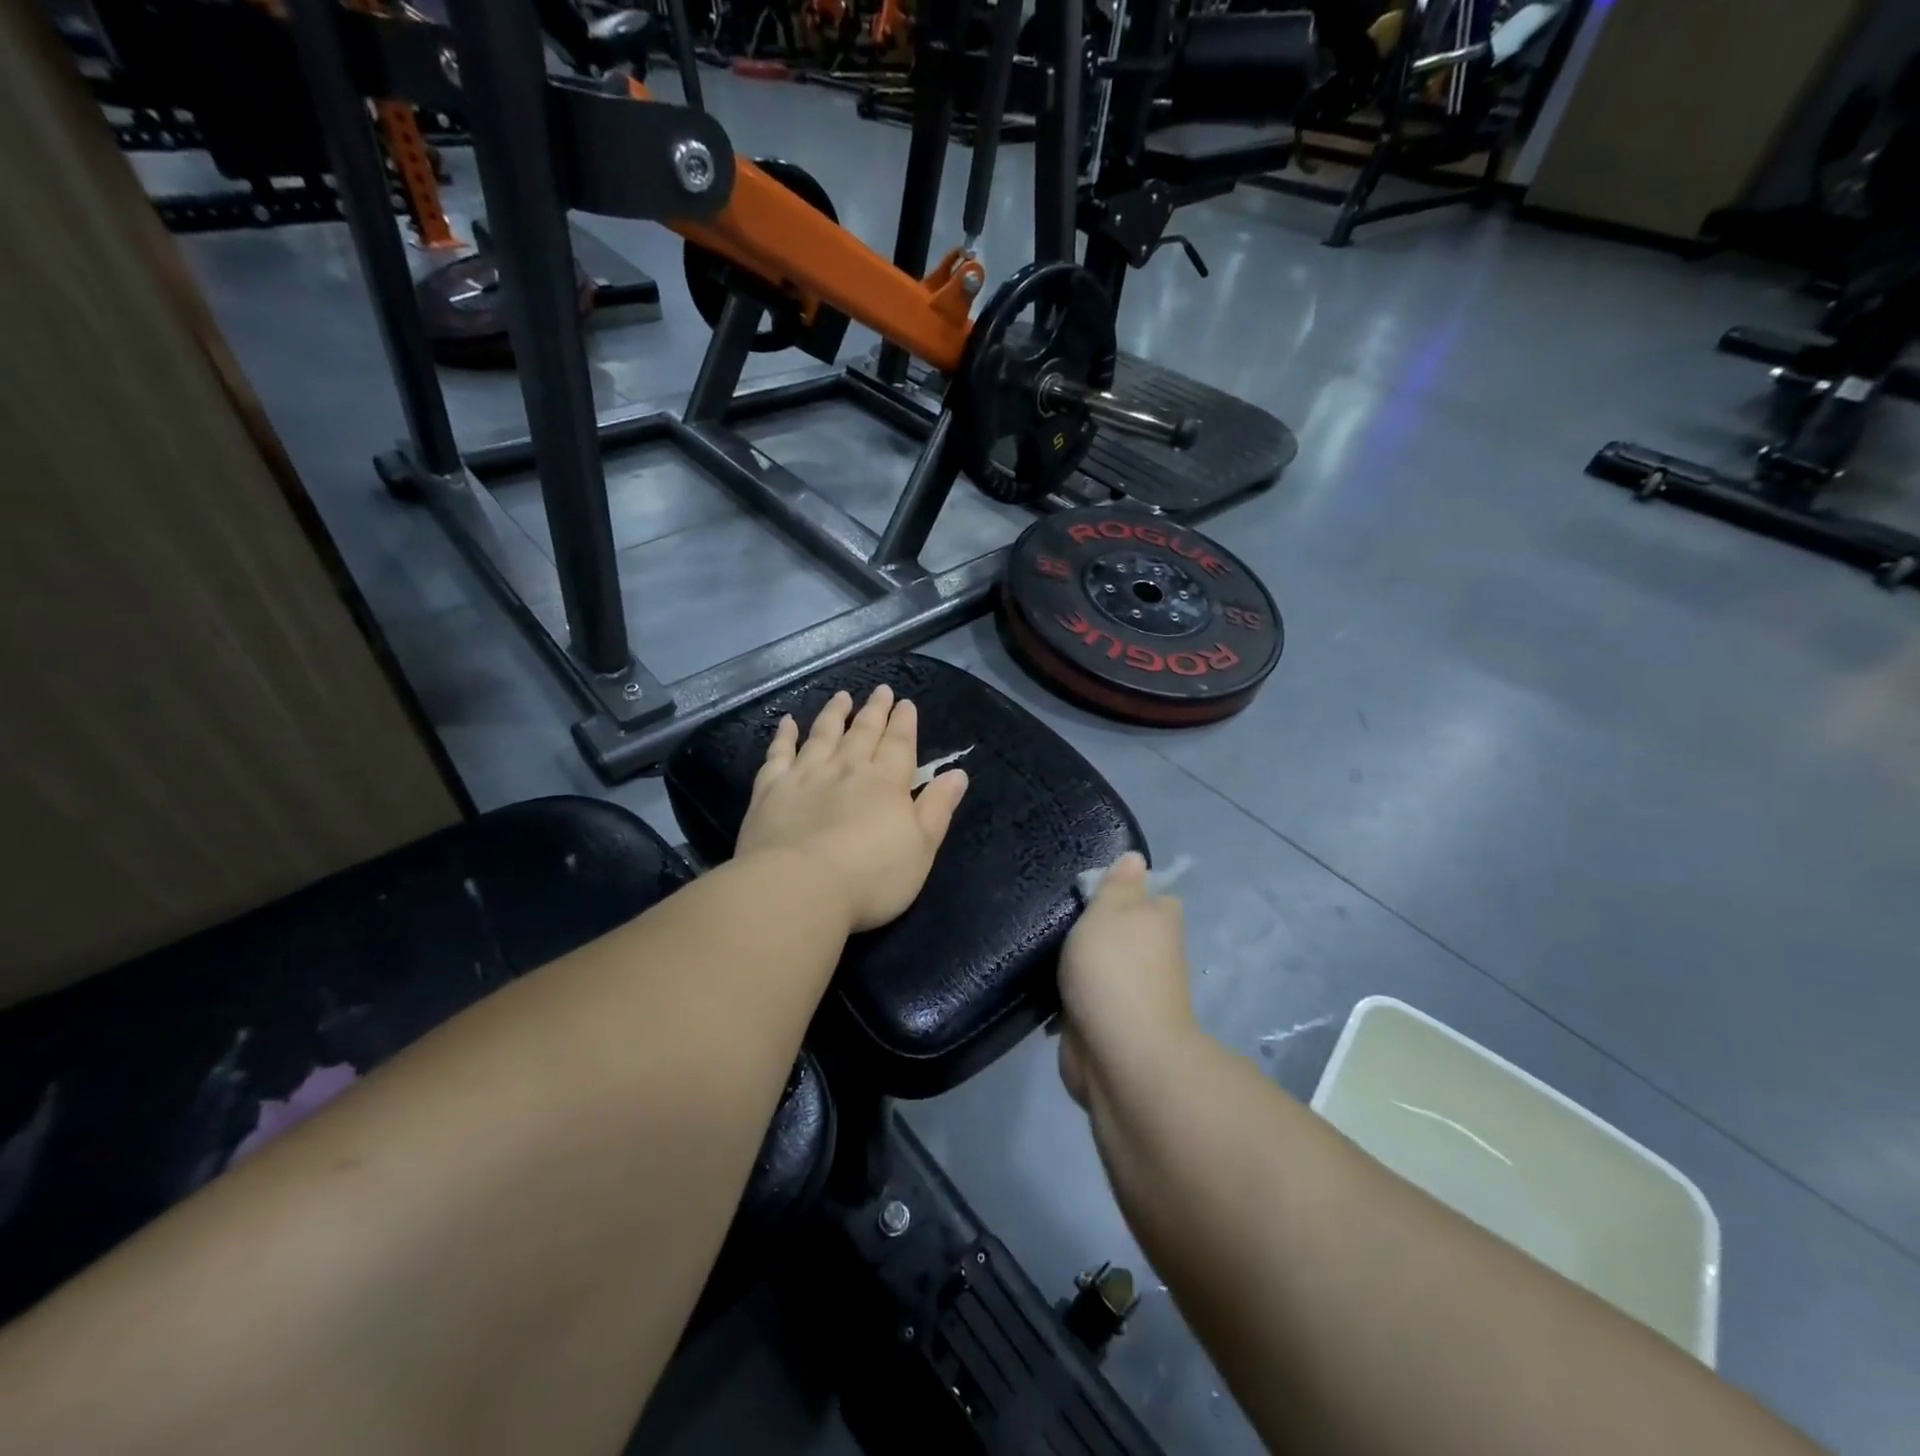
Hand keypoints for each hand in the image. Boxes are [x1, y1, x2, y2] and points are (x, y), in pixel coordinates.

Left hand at [735, 686, 969, 932]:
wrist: (798, 888)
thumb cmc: (870, 877)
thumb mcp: (921, 848)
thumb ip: (937, 808)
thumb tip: (958, 773)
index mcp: (886, 783)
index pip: (899, 744)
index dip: (904, 722)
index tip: (906, 702)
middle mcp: (847, 768)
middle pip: (863, 732)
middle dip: (874, 710)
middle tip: (881, 690)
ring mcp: (806, 775)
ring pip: (822, 734)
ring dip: (834, 714)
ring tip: (842, 697)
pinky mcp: (771, 789)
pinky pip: (778, 753)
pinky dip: (784, 735)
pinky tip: (787, 722)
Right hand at [1057, 854, 1196, 1107]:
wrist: (1121, 1057)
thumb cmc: (1115, 970)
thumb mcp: (1110, 912)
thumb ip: (1118, 885)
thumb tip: (1136, 858)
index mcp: (1160, 923)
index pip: (1154, 896)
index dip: (1128, 889)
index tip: (1092, 888)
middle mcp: (1153, 957)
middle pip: (1125, 932)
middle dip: (1097, 928)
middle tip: (1057, 916)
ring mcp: (1132, 994)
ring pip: (1104, 966)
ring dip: (1081, 964)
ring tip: (1041, 949)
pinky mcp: (1109, 1025)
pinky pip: (1087, 999)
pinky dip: (1070, 996)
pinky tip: (1043, 987)